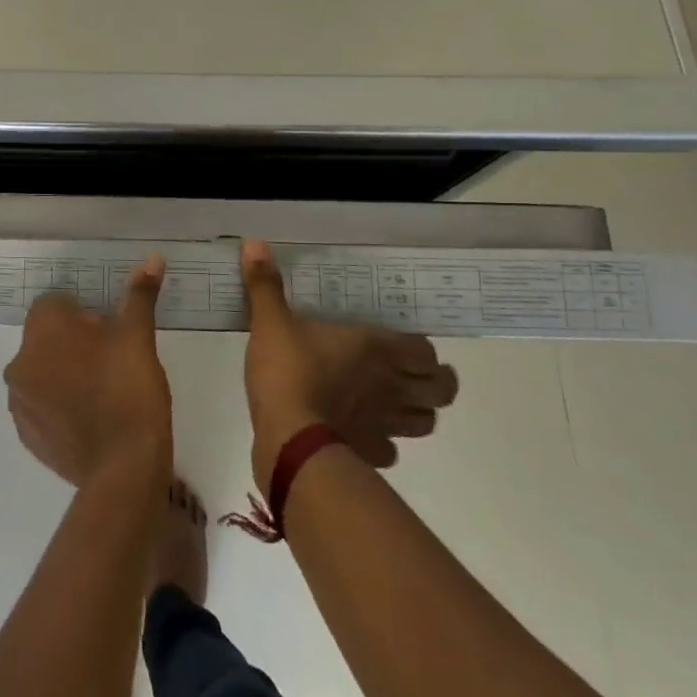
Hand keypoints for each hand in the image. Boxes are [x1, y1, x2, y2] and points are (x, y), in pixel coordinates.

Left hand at [4, 255, 172, 486]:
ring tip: (102, 391)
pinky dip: (58, 405)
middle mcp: (20, 362)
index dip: (83, 314)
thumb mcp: (138, 337)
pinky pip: (41, 405)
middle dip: (72, 343)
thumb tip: (152, 258)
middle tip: (111, 361)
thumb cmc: (129, 390)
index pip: (54, 304)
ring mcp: (20, 402)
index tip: (109, 332)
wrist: (123, 469)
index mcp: (42, 331)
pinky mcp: (27, 436)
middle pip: (46, 338)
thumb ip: (139, 296)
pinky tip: (90, 418)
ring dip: (63, 373)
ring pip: (41, 371)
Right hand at [240, 240, 457, 491]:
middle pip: (442, 391)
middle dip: (436, 383)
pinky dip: (384, 443)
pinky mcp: (368, 453)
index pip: (425, 350)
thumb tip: (254, 243)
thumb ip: (265, 285)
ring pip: (425, 423)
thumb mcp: (270, 322)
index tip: (406, 344)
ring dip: (416, 412)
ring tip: (397, 403)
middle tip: (416, 375)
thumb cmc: (288, 371)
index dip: (422, 349)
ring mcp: (384, 424)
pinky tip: (364, 433)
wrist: (288, 438)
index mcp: (375, 348)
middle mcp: (390, 385)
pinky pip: (390, 452)